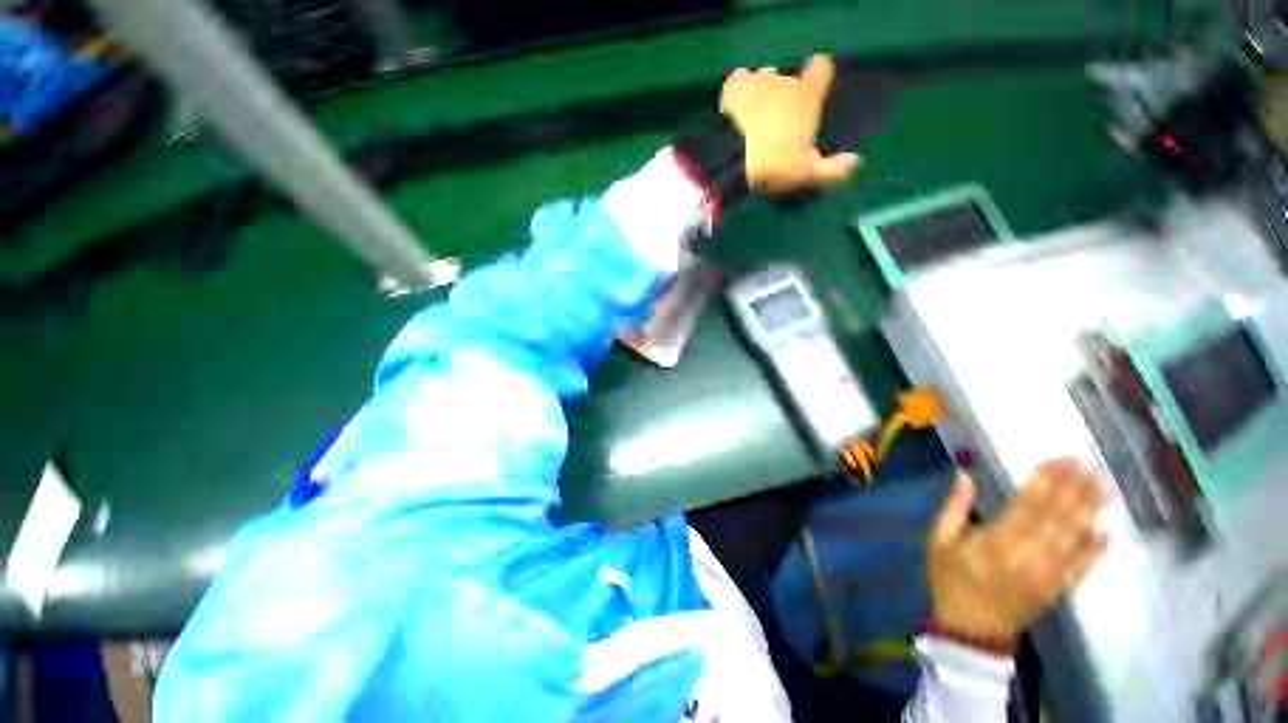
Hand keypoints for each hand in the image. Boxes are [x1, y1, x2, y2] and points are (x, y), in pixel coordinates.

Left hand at [719, 53, 860, 192]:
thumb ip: (833, 168)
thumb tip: (855, 163)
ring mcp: (757, 80)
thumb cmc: (775, 165)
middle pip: (789, 78)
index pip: (821, 67)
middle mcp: (785, 80)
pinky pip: (740, 79)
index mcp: (808, 95)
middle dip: (786, 94)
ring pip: (765, 77)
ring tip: (755, 117)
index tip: (813, 95)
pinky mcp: (734, 88)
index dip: (818, 78)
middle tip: (779, 122)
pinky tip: (735, 107)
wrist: (733, 160)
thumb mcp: (807, 173)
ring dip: (763, 91)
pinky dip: (739, 90)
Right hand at [927, 459, 1109, 640]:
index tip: (1058, 459)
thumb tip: (965, 475)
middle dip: (1074, 490)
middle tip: (1088, 464)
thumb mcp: (937, 541)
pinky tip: (1107, 532)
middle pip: (1056, 519)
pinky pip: (1081, 569)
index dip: (1045, 482)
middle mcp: (1027, 558)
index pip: (1026, 507)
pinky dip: (1095, 551)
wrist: (971, 629)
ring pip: (1073, 539)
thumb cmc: (949, 578)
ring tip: (1103, 486)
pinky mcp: (1058, 591)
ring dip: (1089, 512)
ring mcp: (1047, 577)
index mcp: (993, 543)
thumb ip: (952, 508)